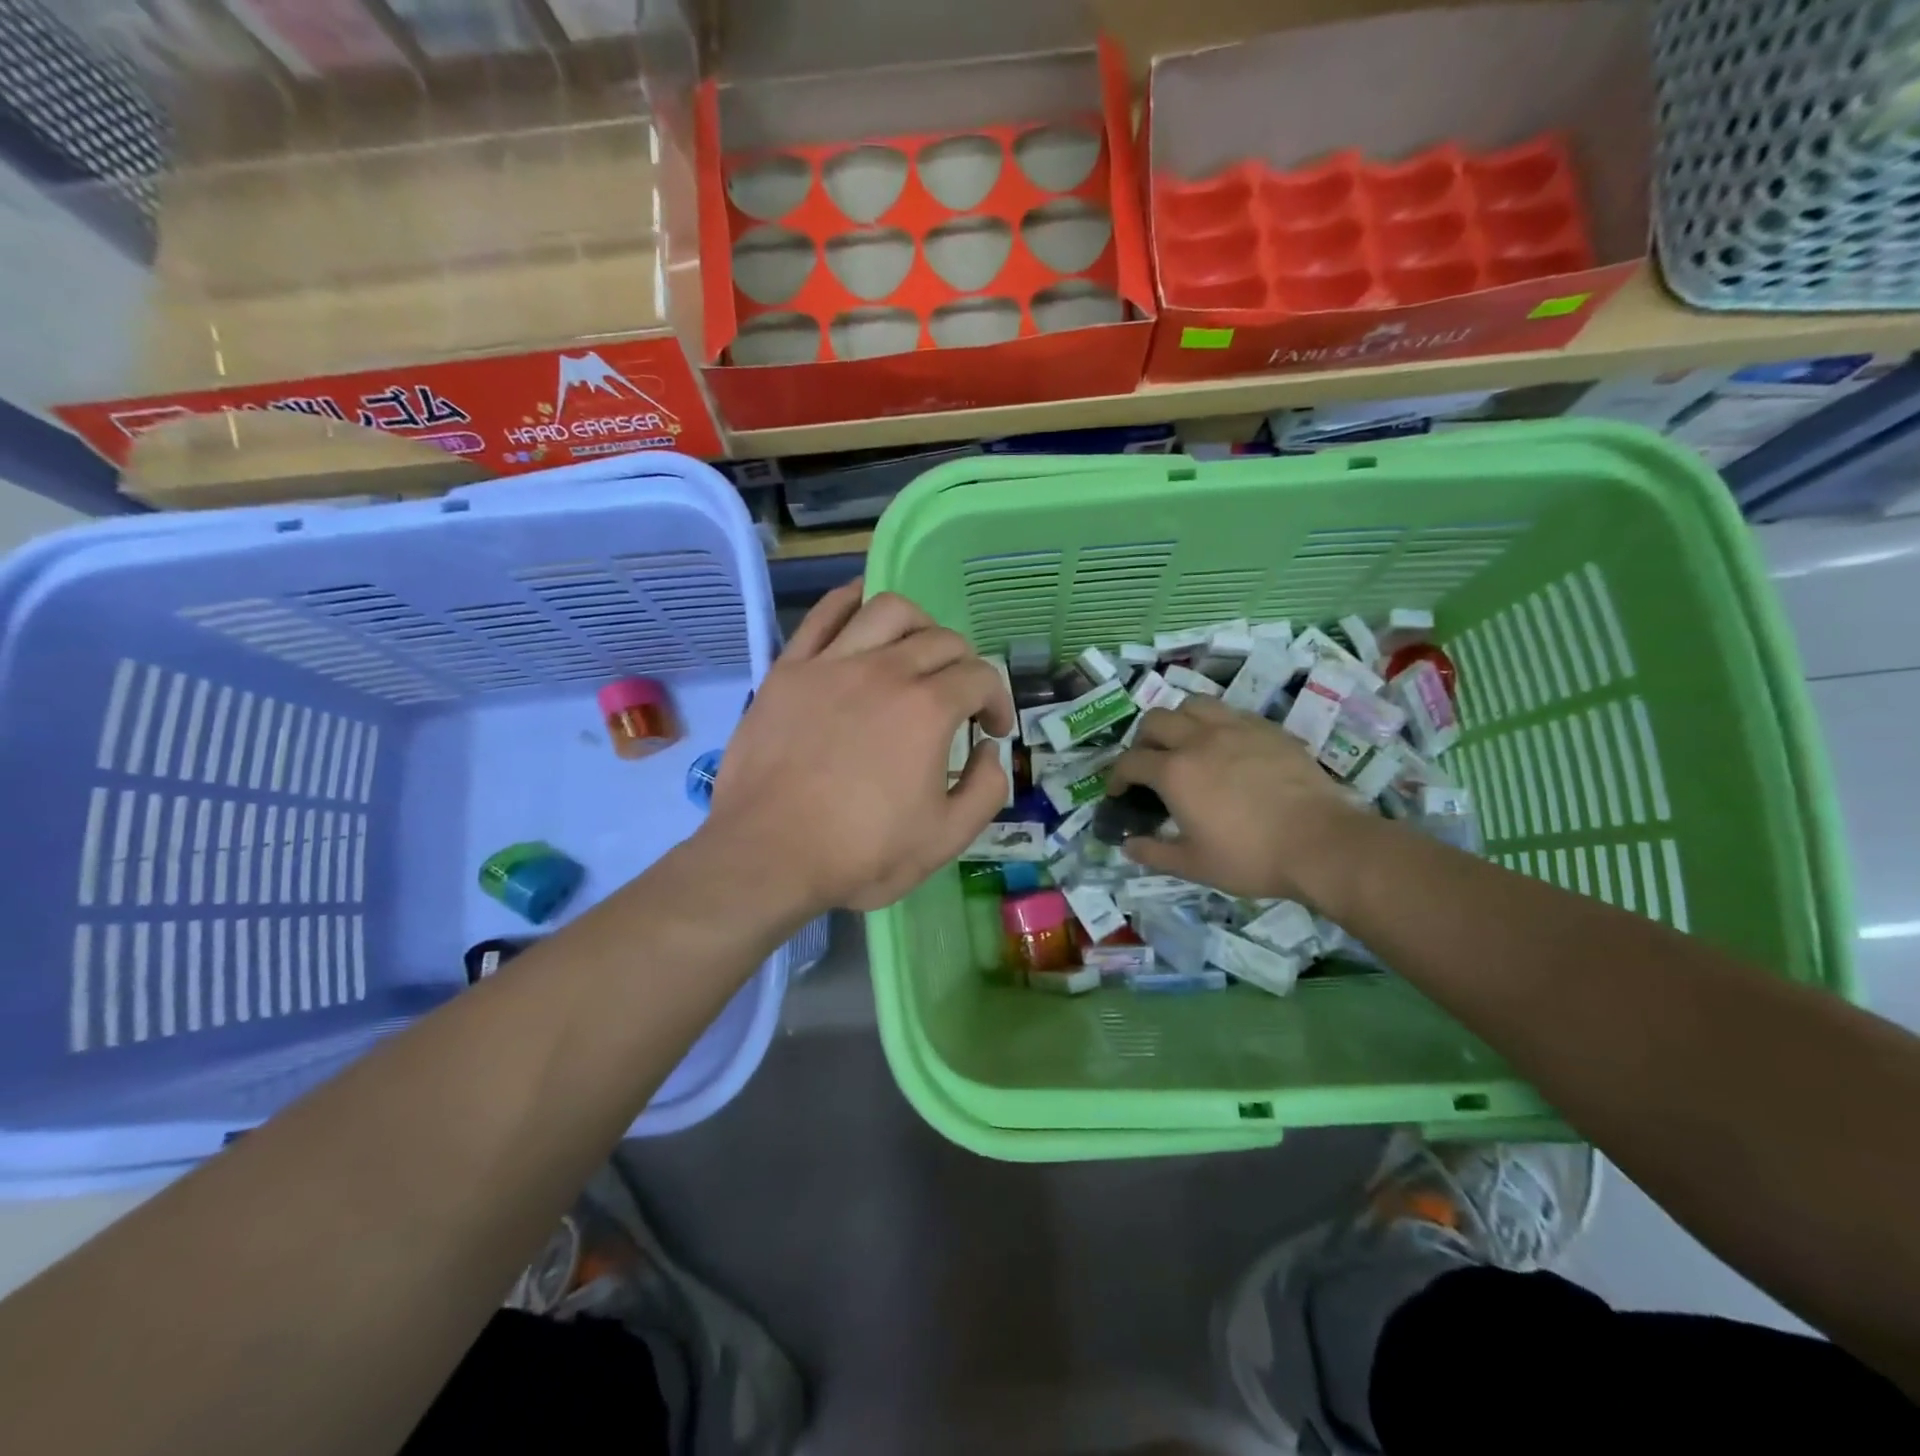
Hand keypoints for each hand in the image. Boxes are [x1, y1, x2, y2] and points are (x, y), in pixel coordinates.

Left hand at [702, 581, 1013, 912]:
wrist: (768, 856)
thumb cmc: (860, 853)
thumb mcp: (945, 839)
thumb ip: (986, 789)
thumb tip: (989, 749)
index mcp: (928, 710)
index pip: (981, 677)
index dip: (997, 700)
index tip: (990, 729)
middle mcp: (886, 670)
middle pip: (942, 639)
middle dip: (964, 666)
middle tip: (958, 699)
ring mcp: (833, 663)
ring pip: (889, 610)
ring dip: (919, 624)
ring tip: (916, 652)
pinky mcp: (790, 668)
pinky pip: (825, 614)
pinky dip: (852, 601)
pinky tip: (863, 612)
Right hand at [1105, 696, 1365, 901]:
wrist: (1321, 843)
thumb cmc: (1251, 857)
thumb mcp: (1194, 865)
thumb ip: (1154, 853)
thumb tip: (1127, 845)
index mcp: (1174, 772)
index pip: (1130, 761)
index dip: (1116, 776)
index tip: (1118, 791)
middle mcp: (1198, 739)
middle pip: (1155, 721)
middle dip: (1142, 740)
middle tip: (1149, 764)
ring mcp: (1235, 728)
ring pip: (1192, 704)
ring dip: (1178, 720)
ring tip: (1184, 742)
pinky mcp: (1267, 728)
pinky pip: (1229, 712)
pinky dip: (1214, 723)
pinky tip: (1225, 746)